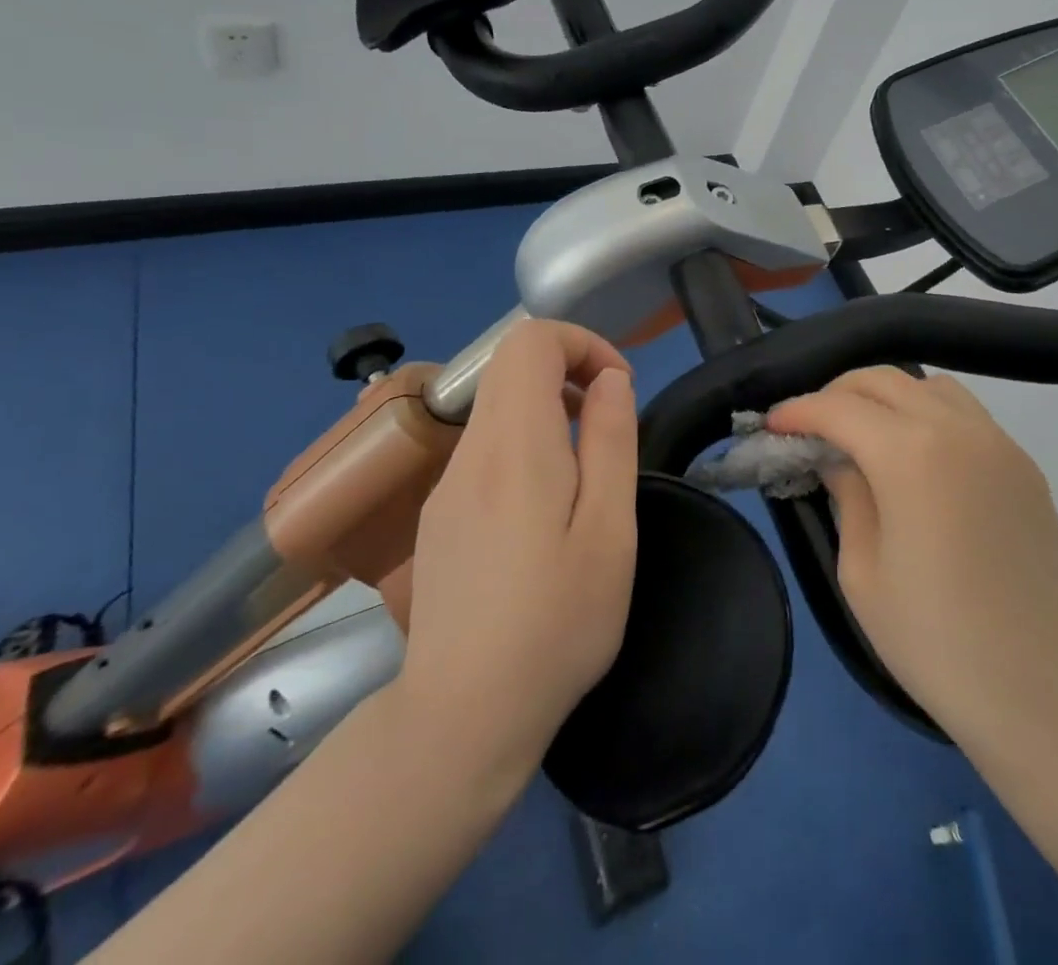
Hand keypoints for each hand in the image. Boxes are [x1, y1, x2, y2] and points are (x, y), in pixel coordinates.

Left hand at [396, 320, 638, 785]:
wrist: (462, 717)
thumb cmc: (556, 623)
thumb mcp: (609, 531)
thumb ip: (611, 440)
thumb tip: (610, 378)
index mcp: (515, 446)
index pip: (529, 341)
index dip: (581, 343)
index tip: (618, 387)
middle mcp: (469, 451)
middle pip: (509, 365)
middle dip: (568, 369)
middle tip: (609, 422)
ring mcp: (446, 484)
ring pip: (495, 405)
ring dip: (547, 407)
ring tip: (585, 467)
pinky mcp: (439, 515)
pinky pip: (483, 446)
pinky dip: (523, 442)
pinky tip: (545, 508)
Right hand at [768, 367, 1057, 747]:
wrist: (1050, 696)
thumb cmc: (938, 642)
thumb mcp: (864, 573)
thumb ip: (846, 496)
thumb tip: (838, 458)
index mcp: (912, 453)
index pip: (840, 408)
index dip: (798, 411)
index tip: (772, 425)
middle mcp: (958, 429)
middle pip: (885, 380)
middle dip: (838, 393)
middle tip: (810, 426)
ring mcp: (999, 443)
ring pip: (930, 387)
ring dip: (887, 397)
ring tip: (863, 435)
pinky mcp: (1024, 466)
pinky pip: (965, 413)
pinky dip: (927, 414)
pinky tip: (915, 458)